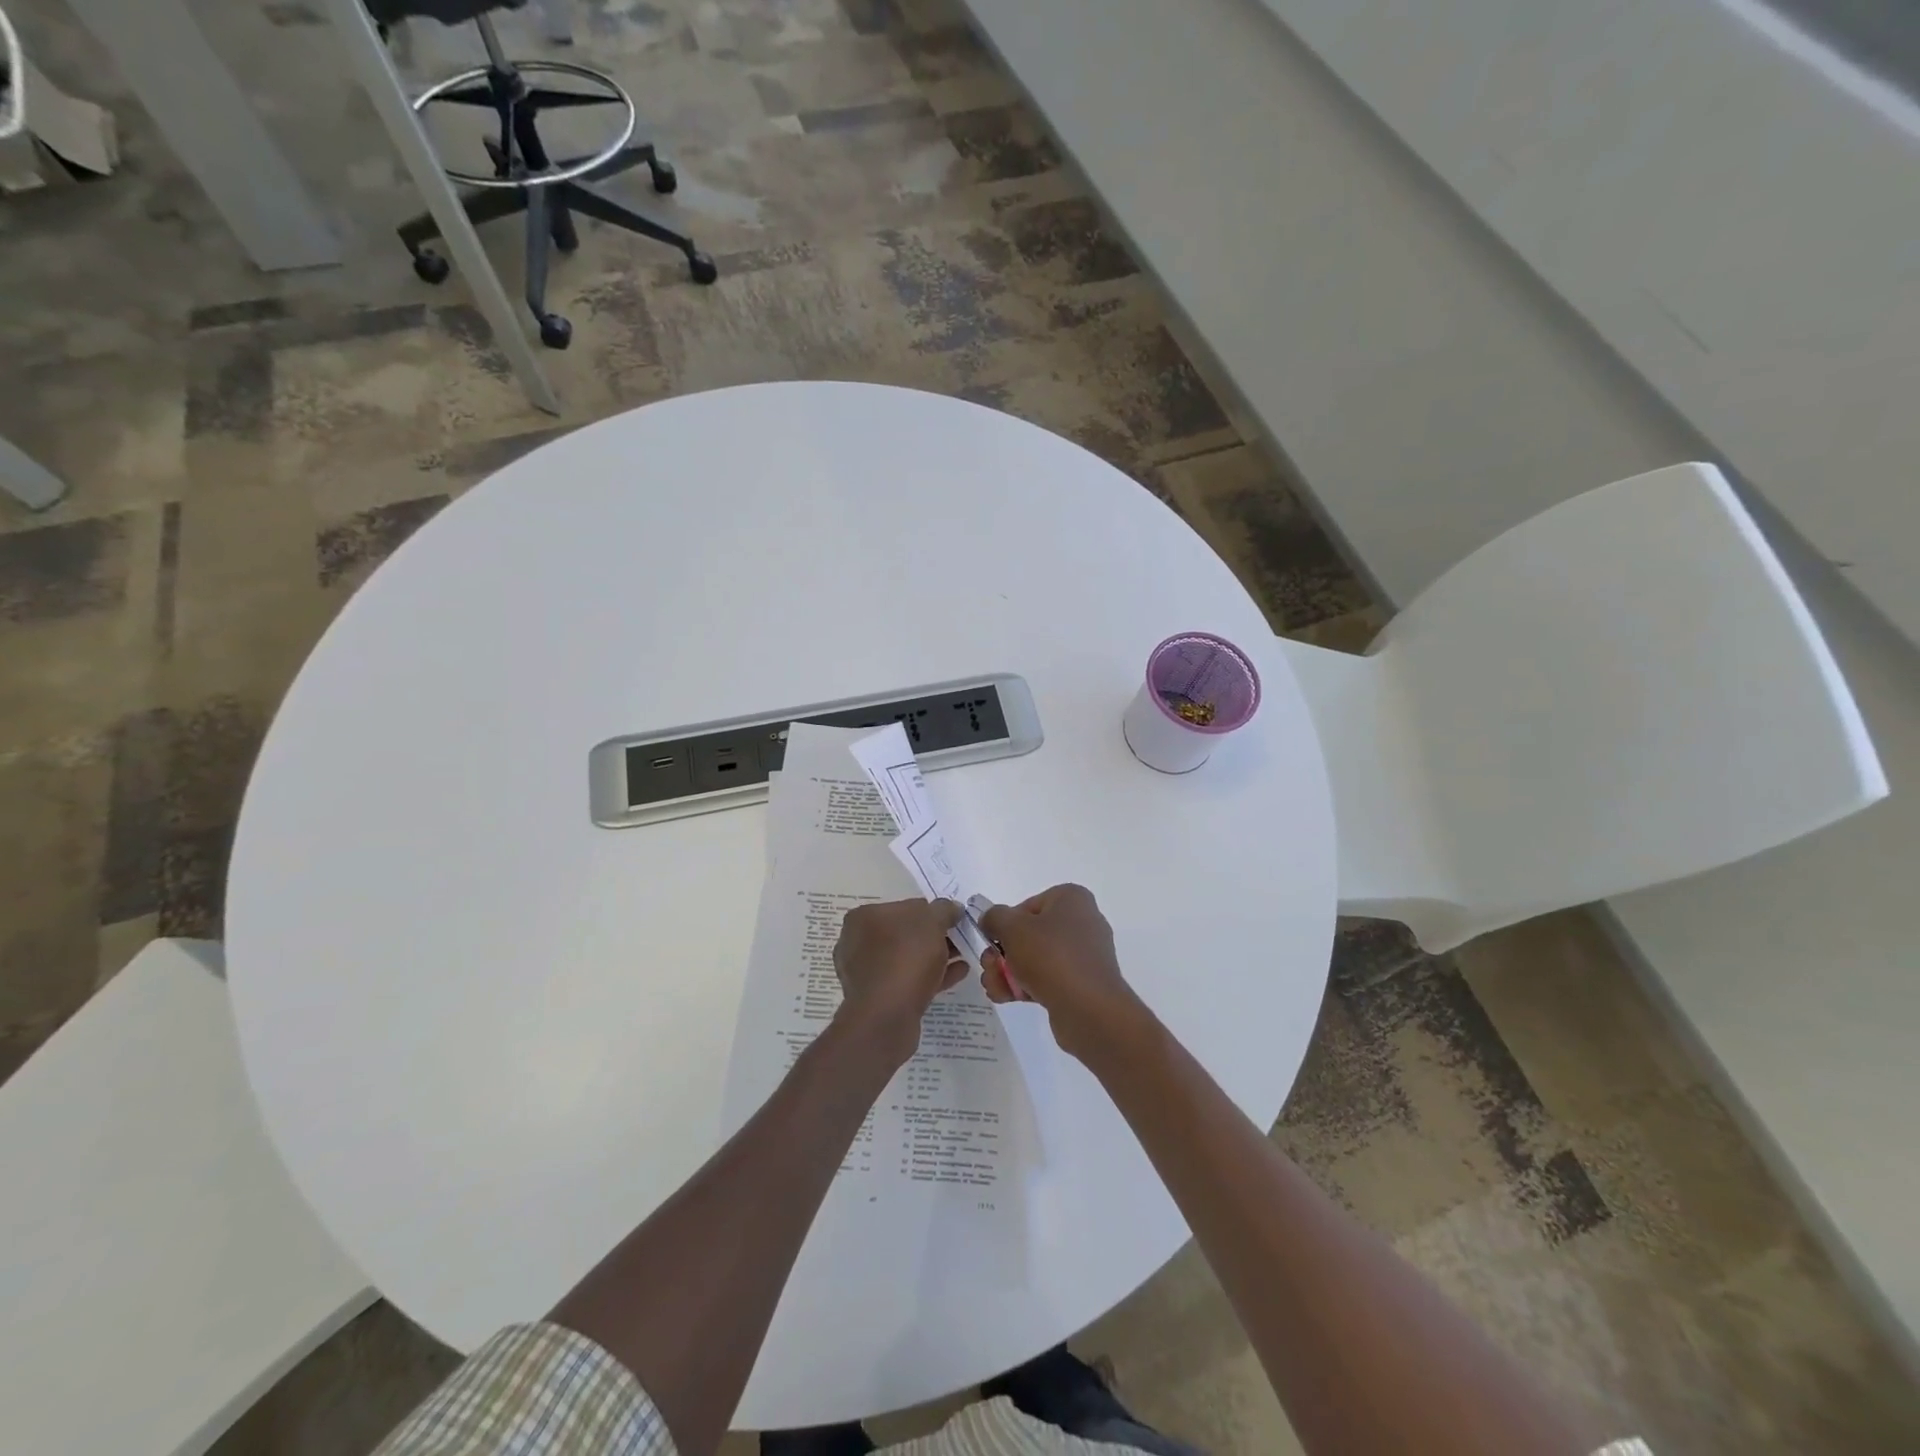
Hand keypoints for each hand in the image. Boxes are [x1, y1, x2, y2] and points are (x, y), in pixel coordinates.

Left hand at [833, 898, 967, 1064]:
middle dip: (935, 936)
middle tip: (961, 939)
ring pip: (907, 958)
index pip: (905, 906)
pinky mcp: (876, 998)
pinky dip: (931, 975)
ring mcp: (865, 972)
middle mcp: (857, 941)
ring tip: (963, 957)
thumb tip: (952, 909)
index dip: (933, 912)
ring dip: (935, 956)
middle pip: (905, 933)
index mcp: (863, 917)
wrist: (886, 1016)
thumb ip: (944, 910)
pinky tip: (957, 974)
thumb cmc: (905, 957)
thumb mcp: (932, 922)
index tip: (954, 921)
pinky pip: (908, 979)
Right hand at [979, 885, 1148, 1063]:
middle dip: (1003, 953)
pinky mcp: (1081, 984)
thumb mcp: (1012, 928)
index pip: (1027, 906)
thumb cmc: (1051, 957)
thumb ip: (994, 917)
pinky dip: (1026, 986)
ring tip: (996, 987)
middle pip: (1029, 934)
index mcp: (1071, 898)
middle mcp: (1082, 922)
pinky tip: (1008, 998)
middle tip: (990, 968)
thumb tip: (991, 920)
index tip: (994, 942)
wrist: (1089, 1009)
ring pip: (1035, 959)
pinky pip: (1048, 979)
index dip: (1005, 925)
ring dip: (1008, 972)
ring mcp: (1083, 955)